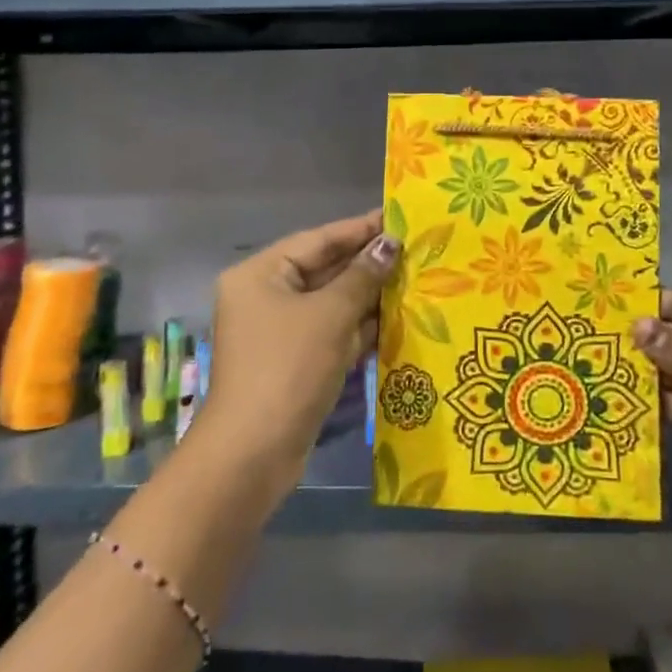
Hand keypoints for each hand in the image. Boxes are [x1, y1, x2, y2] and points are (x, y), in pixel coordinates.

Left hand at [199, 212, 401, 488]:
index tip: (400, 217)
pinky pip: (333, 332)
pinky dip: (361, 327)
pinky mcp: (296, 362)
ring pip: (332, 303)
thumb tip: (390, 244)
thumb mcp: (330, 315)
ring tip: (418, 279)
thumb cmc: (288, 368)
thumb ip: (362, 276)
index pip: (318, 239)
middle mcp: (266, 297)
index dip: (360, 228)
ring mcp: (280, 332)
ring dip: (370, 296)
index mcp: (261, 274)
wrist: (253, 454)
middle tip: (417, 249)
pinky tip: (400, 318)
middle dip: (369, 263)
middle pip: (325, 270)